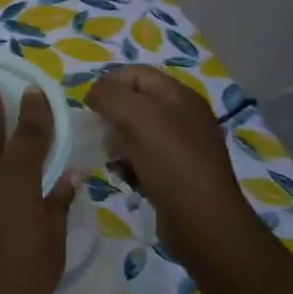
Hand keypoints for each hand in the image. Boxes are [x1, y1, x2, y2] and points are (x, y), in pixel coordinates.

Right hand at [85, 65, 254, 256]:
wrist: (202, 220)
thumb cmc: (170, 161)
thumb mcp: (136, 116)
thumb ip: (108, 95)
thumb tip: (93, 94)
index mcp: (179, 96)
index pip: (135, 74)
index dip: (109, 84)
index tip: (90, 107)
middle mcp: (183, 116)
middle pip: (134, 103)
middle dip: (110, 116)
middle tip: (99, 134)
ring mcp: (181, 146)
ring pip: (135, 132)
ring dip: (116, 142)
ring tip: (111, 158)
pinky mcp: (176, 172)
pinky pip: (142, 158)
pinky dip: (128, 164)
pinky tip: (124, 176)